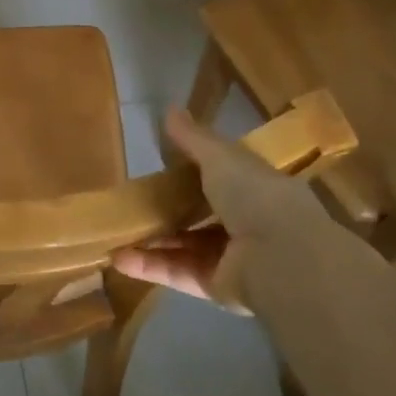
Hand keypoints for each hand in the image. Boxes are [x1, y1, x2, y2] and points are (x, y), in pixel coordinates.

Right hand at [111, 107, 348, 312]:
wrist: (282, 259)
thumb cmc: (256, 197)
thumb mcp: (221, 158)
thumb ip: (193, 139)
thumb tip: (169, 110)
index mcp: (255, 189)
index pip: (222, 178)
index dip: (193, 172)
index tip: (161, 166)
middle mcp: (245, 223)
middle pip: (198, 216)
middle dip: (166, 210)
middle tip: (129, 203)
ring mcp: (231, 258)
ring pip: (183, 246)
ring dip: (150, 239)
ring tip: (114, 232)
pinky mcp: (216, 286)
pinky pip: (177, 273)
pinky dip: (149, 266)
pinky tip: (118, 258)